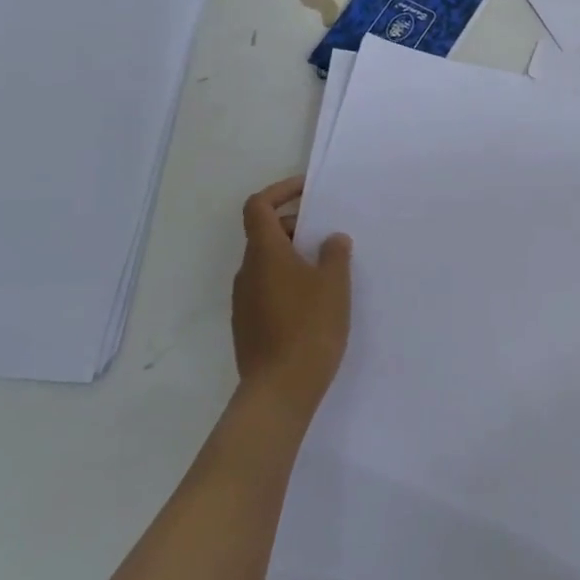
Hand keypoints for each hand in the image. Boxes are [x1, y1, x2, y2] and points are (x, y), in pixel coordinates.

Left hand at [230, 177, 352, 422]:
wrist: (280, 390)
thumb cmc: (310, 328)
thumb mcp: (334, 285)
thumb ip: (334, 254)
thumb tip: (331, 239)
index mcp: (265, 254)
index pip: (258, 206)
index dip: (280, 191)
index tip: (308, 190)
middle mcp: (248, 272)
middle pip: (265, 234)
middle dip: (295, 227)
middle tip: (329, 237)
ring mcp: (244, 300)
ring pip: (267, 263)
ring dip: (294, 256)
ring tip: (328, 270)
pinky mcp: (249, 324)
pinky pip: (268, 288)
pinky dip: (289, 281)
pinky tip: (315, 302)